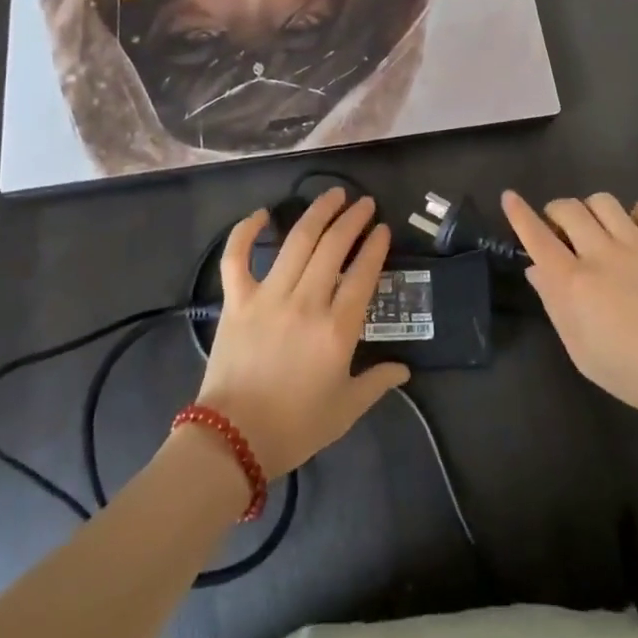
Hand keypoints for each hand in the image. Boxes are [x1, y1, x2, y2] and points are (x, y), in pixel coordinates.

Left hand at [195, 188, 409, 476]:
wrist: (232, 442)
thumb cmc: (295, 427)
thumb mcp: (346, 410)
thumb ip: (377, 383)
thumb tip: (404, 369)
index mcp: (337, 329)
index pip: (363, 275)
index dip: (375, 246)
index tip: (382, 228)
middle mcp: (306, 302)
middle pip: (334, 248)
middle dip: (352, 219)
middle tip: (363, 203)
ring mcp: (268, 297)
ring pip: (297, 242)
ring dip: (317, 213)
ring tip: (333, 195)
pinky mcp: (237, 300)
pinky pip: (237, 257)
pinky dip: (246, 231)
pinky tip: (262, 213)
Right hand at [502, 190, 637, 428]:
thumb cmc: (632, 372)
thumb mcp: (581, 351)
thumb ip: (555, 306)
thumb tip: (537, 270)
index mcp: (574, 282)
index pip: (537, 237)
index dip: (519, 214)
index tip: (509, 197)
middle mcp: (601, 253)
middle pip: (568, 209)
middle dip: (556, 212)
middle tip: (560, 229)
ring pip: (604, 202)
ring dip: (592, 209)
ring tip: (597, 226)